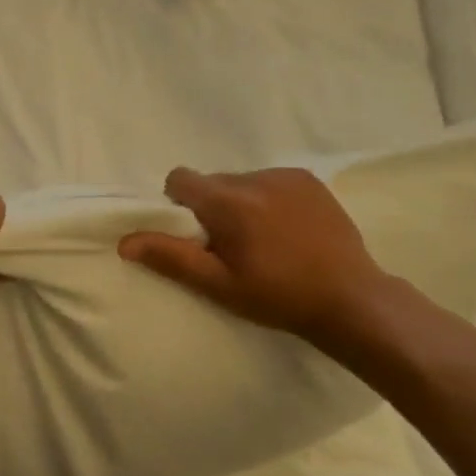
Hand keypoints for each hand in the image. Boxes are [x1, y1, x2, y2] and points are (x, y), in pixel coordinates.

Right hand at [118, 167, 389, 344]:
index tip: (195, 234)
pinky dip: (268, 199)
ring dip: (240, 202)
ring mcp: (286, 176)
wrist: (350, 299)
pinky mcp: (309, 180)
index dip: (178, 203)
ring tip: (263, 239)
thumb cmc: (277, 296)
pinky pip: (271, 181)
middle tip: (230, 245)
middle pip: (212, 181)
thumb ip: (171, 257)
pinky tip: (287, 229)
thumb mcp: (218, 284)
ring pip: (242, 181)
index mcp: (229, 202)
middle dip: (212, 206)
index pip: (180, 178)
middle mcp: (255, 177)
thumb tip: (125, 242)